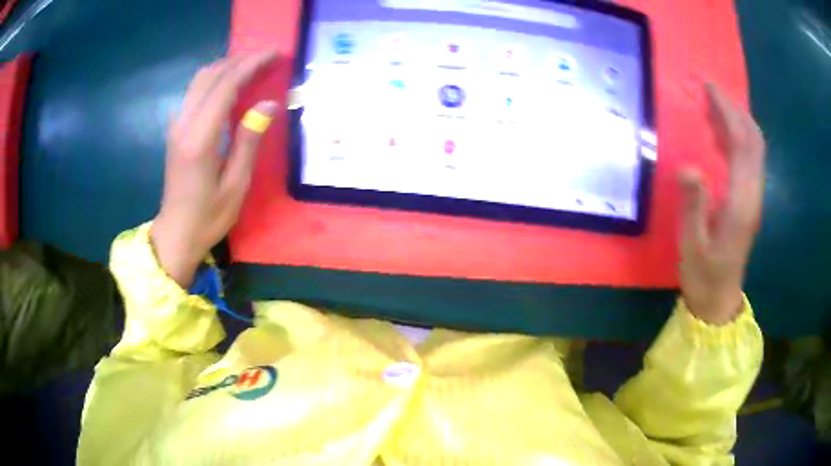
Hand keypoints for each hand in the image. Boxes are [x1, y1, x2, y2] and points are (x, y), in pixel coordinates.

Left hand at [151, 51, 278, 286]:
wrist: (175, 234)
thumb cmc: (208, 217)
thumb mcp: (236, 185)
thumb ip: (249, 141)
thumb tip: (268, 104)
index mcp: (199, 139)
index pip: (225, 86)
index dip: (250, 65)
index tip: (274, 54)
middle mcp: (184, 125)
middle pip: (209, 75)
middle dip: (239, 60)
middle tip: (267, 57)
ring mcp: (176, 125)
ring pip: (199, 80)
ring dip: (226, 66)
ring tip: (252, 66)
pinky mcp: (175, 129)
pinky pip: (194, 92)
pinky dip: (215, 79)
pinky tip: (229, 84)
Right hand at [679, 84, 765, 324]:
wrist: (719, 300)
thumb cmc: (703, 275)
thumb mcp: (692, 245)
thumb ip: (693, 206)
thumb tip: (688, 167)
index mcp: (741, 202)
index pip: (742, 144)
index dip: (727, 112)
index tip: (708, 87)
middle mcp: (753, 194)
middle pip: (754, 141)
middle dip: (735, 109)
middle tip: (710, 90)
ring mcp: (754, 197)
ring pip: (755, 148)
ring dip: (738, 120)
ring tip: (715, 104)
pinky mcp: (750, 201)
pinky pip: (750, 159)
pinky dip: (739, 137)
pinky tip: (722, 133)